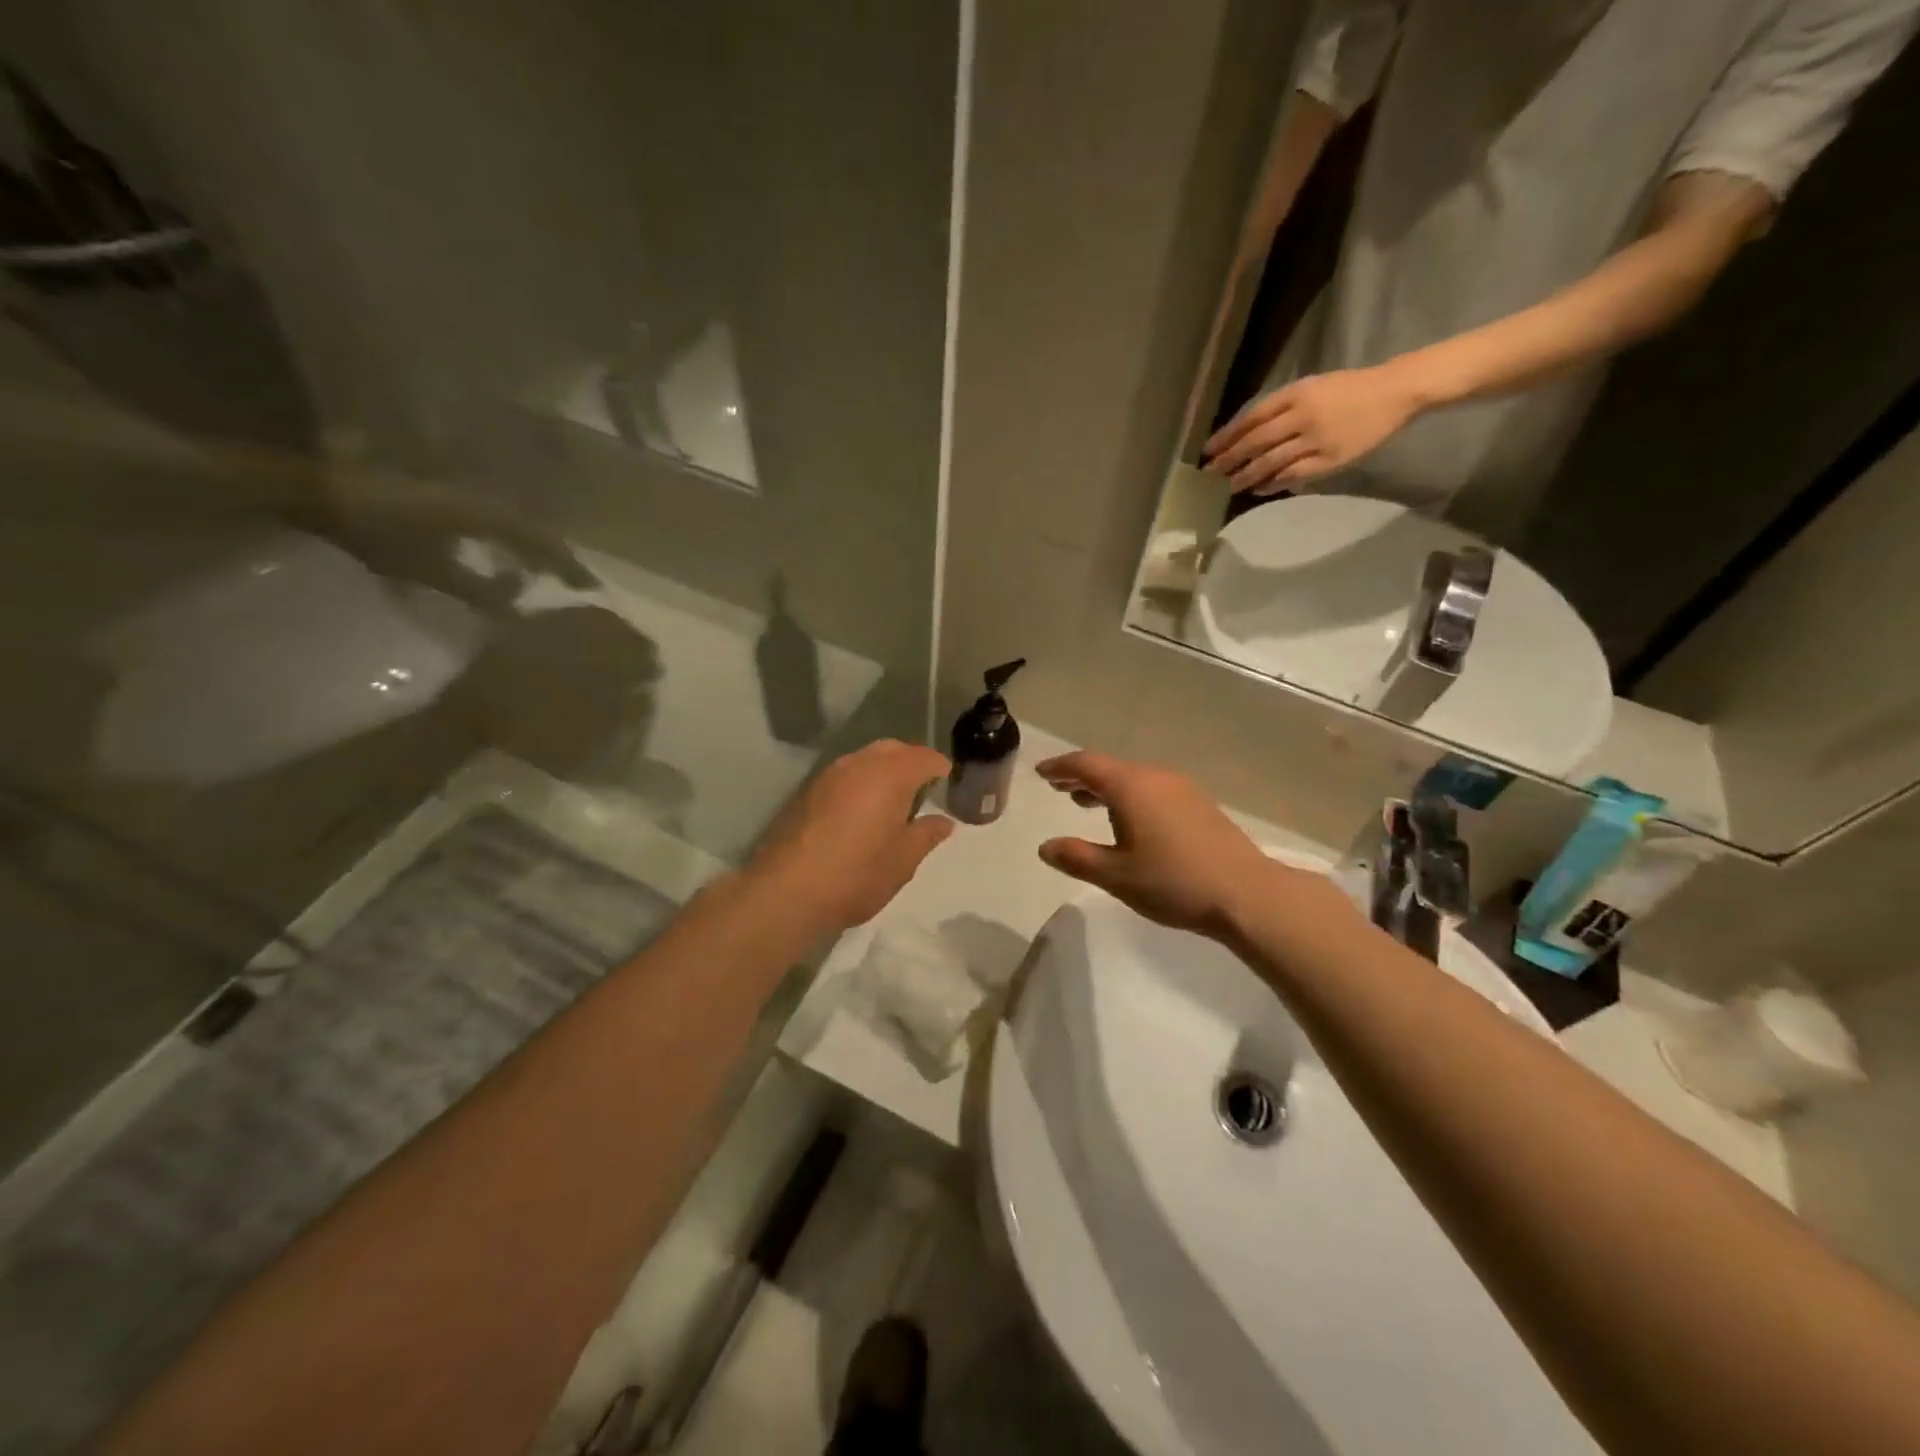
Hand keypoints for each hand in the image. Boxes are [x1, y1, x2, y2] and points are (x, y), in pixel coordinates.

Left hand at [749, 740, 955, 934]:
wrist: (787, 890)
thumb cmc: (857, 874)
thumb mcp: (903, 860)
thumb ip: (926, 835)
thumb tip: (944, 822)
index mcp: (890, 775)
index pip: (923, 757)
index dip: (939, 766)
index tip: (948, 779)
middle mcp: (858, 764)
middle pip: (892, 749)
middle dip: (910, 761)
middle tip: (923, 785)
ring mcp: (828, 776)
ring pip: (864, 759)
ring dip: (882, 770)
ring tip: (893, 799)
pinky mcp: (806, 792)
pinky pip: (843, 775)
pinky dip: (859, 782)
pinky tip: (861, 810)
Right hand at [1034, 750, 1297, 940]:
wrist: (1246, 894)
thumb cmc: (1173, 882)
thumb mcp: (1115, 875)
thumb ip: (1077, 857)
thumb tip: (1046, 846)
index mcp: (1130, 786)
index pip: (1086, 764)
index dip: (1060, 767)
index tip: (1041, 772)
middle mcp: (1155, 777)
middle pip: (1110, 768)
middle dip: (1082, 777)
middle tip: (1058, 787)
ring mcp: (1182, 789)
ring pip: (1134, 779)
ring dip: (1107, 788)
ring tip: (1087, 803)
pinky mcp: (1200, 805)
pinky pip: (1154, 790)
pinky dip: (1131, 797)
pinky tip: (1131, 821)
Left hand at [1202, 363, 1421, 493]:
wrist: (1394, 393)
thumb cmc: (1349, 390)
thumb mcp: (1312, 388)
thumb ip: (1281, 409)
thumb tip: (1247, 435)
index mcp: (1297, 394)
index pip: (1252, 418)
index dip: (1227, 435)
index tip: (1208, 450)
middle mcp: (1302, 416)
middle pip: (1256, 441)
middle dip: (1230, 459)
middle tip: (1210, 474)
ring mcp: (1316, 439)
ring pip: (1271, 461)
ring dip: (1246, 476)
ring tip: (1228, 486)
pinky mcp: (1330, 460)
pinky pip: (1294, 475)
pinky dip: (1273, 483)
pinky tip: (1258, 489)